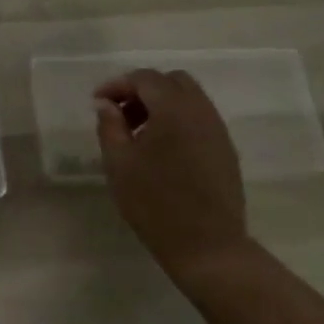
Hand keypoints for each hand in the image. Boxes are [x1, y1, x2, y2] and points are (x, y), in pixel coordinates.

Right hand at [95, 68, 251, 284]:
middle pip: (171, 81)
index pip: (144, 78)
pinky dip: (178, 120)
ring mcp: (218, 129)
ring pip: (189, 98)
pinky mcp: (225, 149)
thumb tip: (106, 104)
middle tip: (120, 114)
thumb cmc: (155, 203)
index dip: (117, 85)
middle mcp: (200, 110)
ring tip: (138, 133)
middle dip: (143, 90)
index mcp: (173, 109)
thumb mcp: (119, 164)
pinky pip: (200, 118)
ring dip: (161, 105)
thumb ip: (110, 126)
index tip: (97, 103)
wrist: (207, 245)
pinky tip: (162, 149)